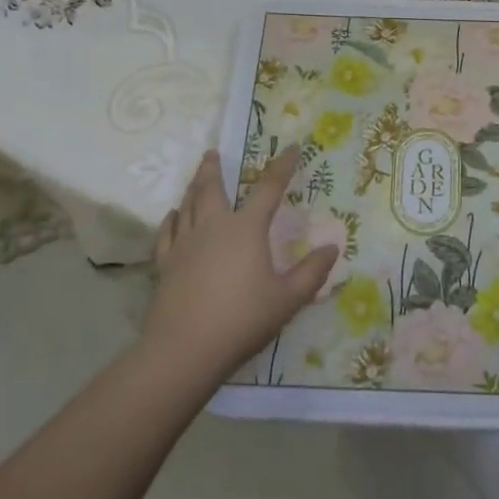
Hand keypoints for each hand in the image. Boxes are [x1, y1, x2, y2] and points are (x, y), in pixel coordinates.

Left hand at [144, 148, 338, 383]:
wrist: (184, 350)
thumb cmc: (241, 320)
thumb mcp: (287, 300)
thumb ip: (311, 273)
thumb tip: (332, 248)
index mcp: (246, 229)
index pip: (269, 188)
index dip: (282, 166)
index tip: (292, 148)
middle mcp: (214, 227)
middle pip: (212, 188)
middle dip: (214, 168)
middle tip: (213, 152)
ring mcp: (185, 244)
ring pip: (187, 205)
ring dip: (193, 187)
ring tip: (197, 176)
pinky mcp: (166, 264)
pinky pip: (167, 232)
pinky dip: (171, 219)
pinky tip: (173, 216)